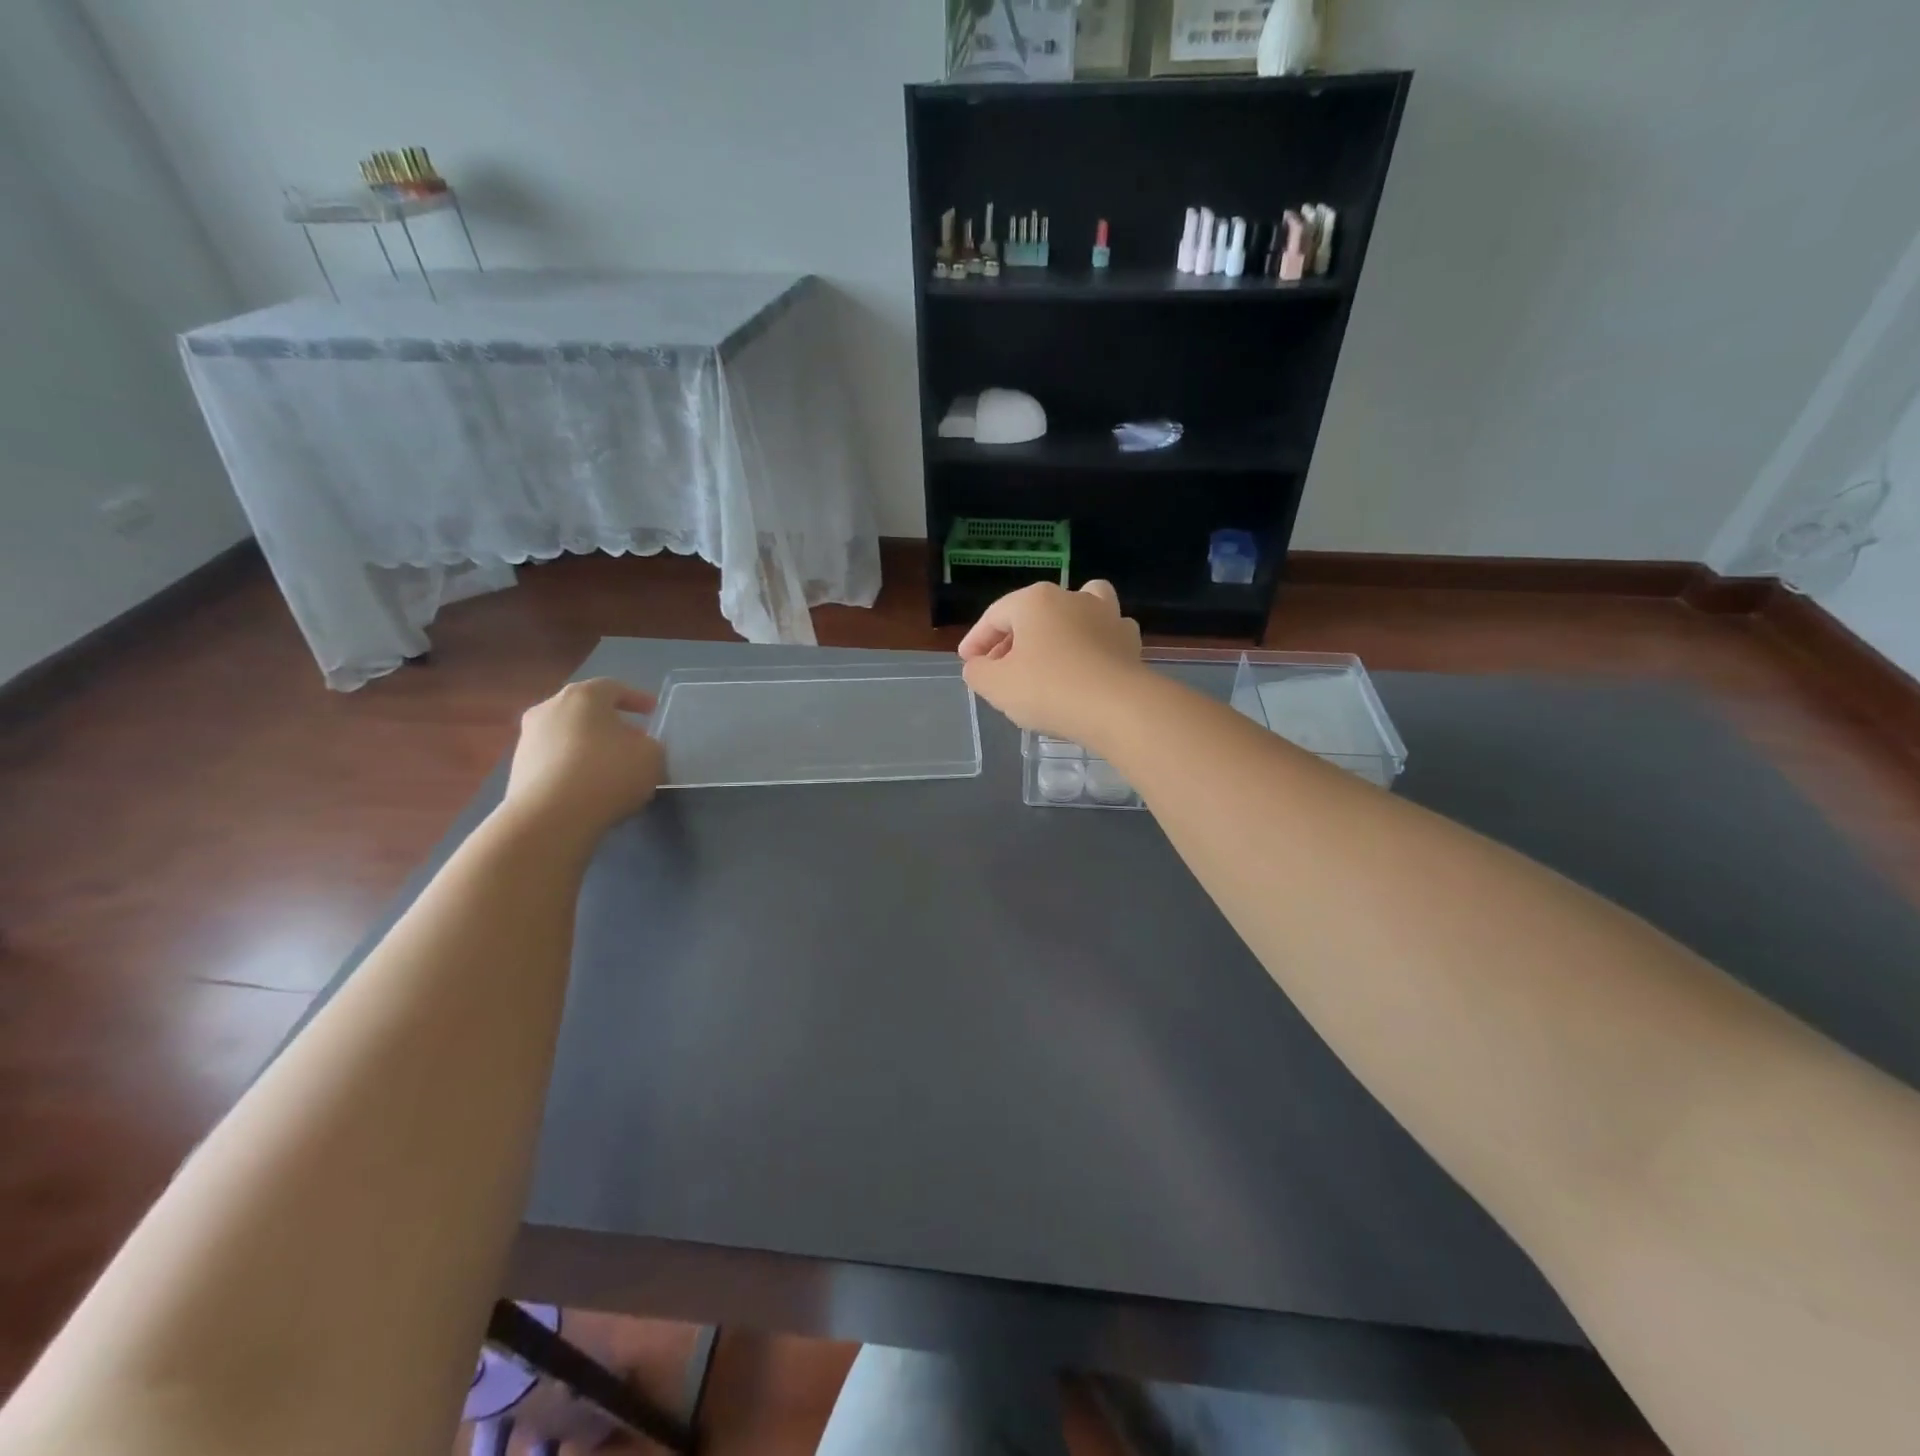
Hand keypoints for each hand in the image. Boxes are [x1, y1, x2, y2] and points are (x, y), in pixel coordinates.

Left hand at [501, 678, 663, 839]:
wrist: (550, 818)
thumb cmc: (608, 773)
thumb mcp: (651, 756)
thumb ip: (649, 744)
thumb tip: (635, 746)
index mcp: (583, 696)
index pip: (613, 687)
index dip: (636, 698)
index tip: (652, 710)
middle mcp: (549, 709)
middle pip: (586, 710)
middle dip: (610, 723)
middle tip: (631, 739)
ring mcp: (528, 739)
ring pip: (568, 735)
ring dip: (589, 746)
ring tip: (611, 768)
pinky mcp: (518, 769)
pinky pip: (555, 760)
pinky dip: (573, 767)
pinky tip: (589, 787)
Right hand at [957, 580, 1145, 744]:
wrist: (1118, 709)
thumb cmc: (1049, 690)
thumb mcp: (996, 686)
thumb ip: (978, 672)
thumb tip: (979, 665)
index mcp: (1035, 601)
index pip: (995, 616)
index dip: (976, 641)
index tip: (967, 662)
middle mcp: (1073, 598)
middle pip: (1034, 613)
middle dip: (1013, 639)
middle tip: (999, 668)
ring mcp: (1107, 617)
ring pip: (1079, 610)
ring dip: (1061, 626)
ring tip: (1050, 651)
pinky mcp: (1130, 642)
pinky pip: (1105, 635)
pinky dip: (1093, 645)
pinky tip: (1086, 666)